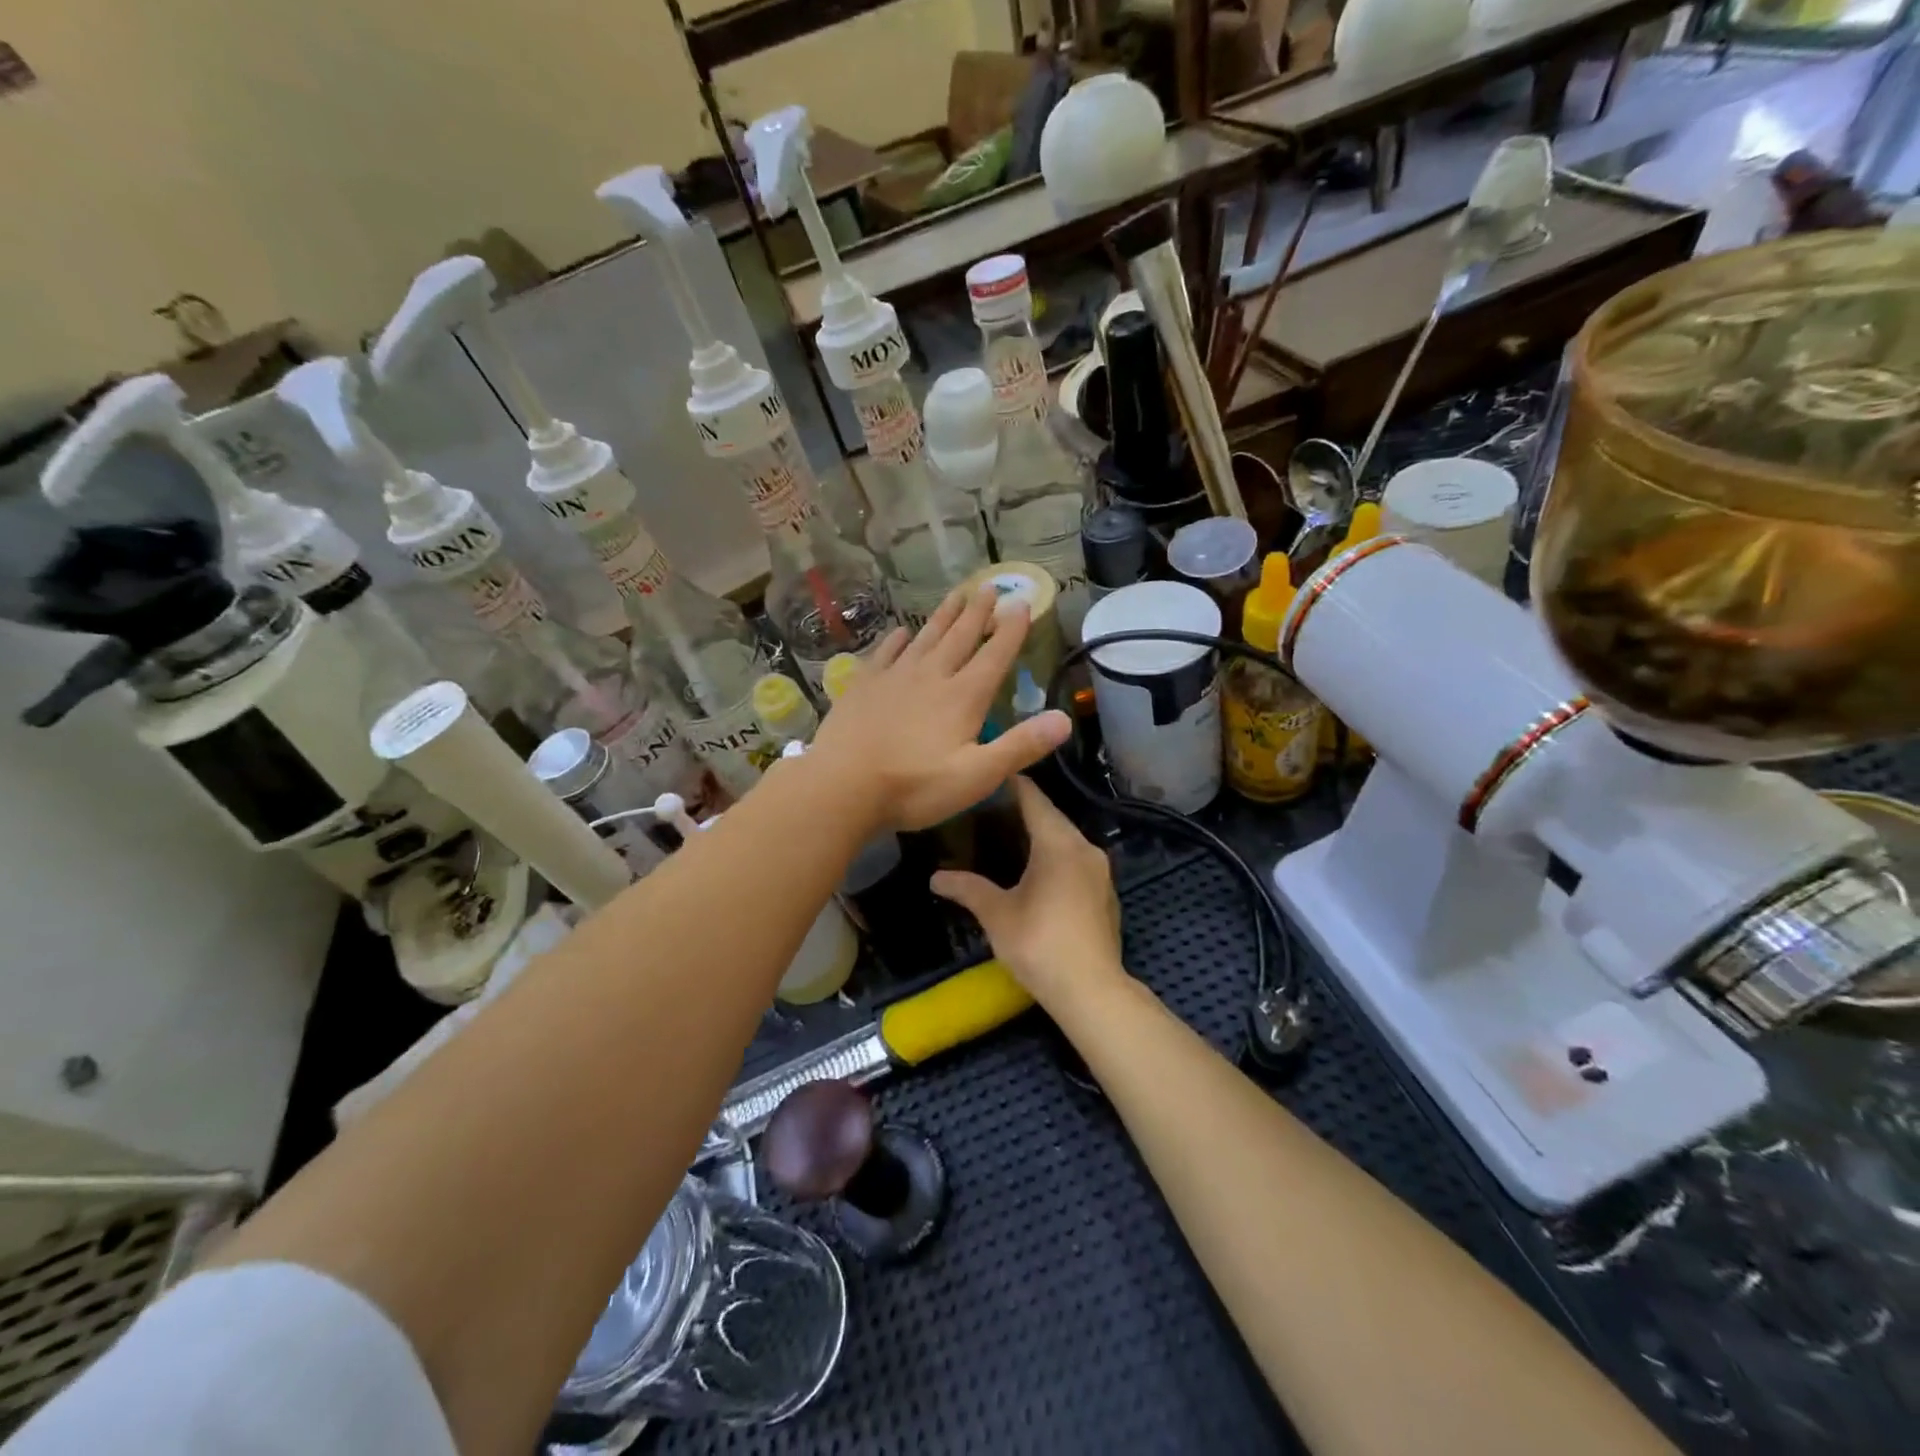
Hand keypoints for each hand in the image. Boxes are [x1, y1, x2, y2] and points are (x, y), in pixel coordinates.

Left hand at [809, 586, 1070, 832]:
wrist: (842, 787)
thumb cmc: (914, 787)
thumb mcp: (977, 776)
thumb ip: (1020, 746)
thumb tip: (1065, 719)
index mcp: (962, 697)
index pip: (994, 656)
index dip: (1011, 630)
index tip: (1021, 603)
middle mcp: (931, 677)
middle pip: (960, 638)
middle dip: (978, 613)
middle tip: (989, 587)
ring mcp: (894, 679)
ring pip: (925, 638)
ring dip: (943, 617)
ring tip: (956, 595)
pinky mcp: (863, 687)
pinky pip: (884, 654)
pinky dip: (895, 640)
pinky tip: (900, 632)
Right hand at [930, 777, 1125, 1011]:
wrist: (1092, 990)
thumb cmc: (1040, 944)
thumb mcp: (997, 915)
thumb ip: (967, 889)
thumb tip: (935, 878)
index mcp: (1058, 843)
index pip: (1034, 799)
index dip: (1012, 784)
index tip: (989, 775)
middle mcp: (1085, 847)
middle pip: (1052, 817)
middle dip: (1024, 810)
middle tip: (989, 808)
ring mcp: (1101, 871)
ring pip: (1067, 839)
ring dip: (1041, 835)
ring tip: (1008, 836)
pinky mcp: (1106, 892)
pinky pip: (1077, 860)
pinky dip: (1057, 856)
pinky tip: (1037, 870)